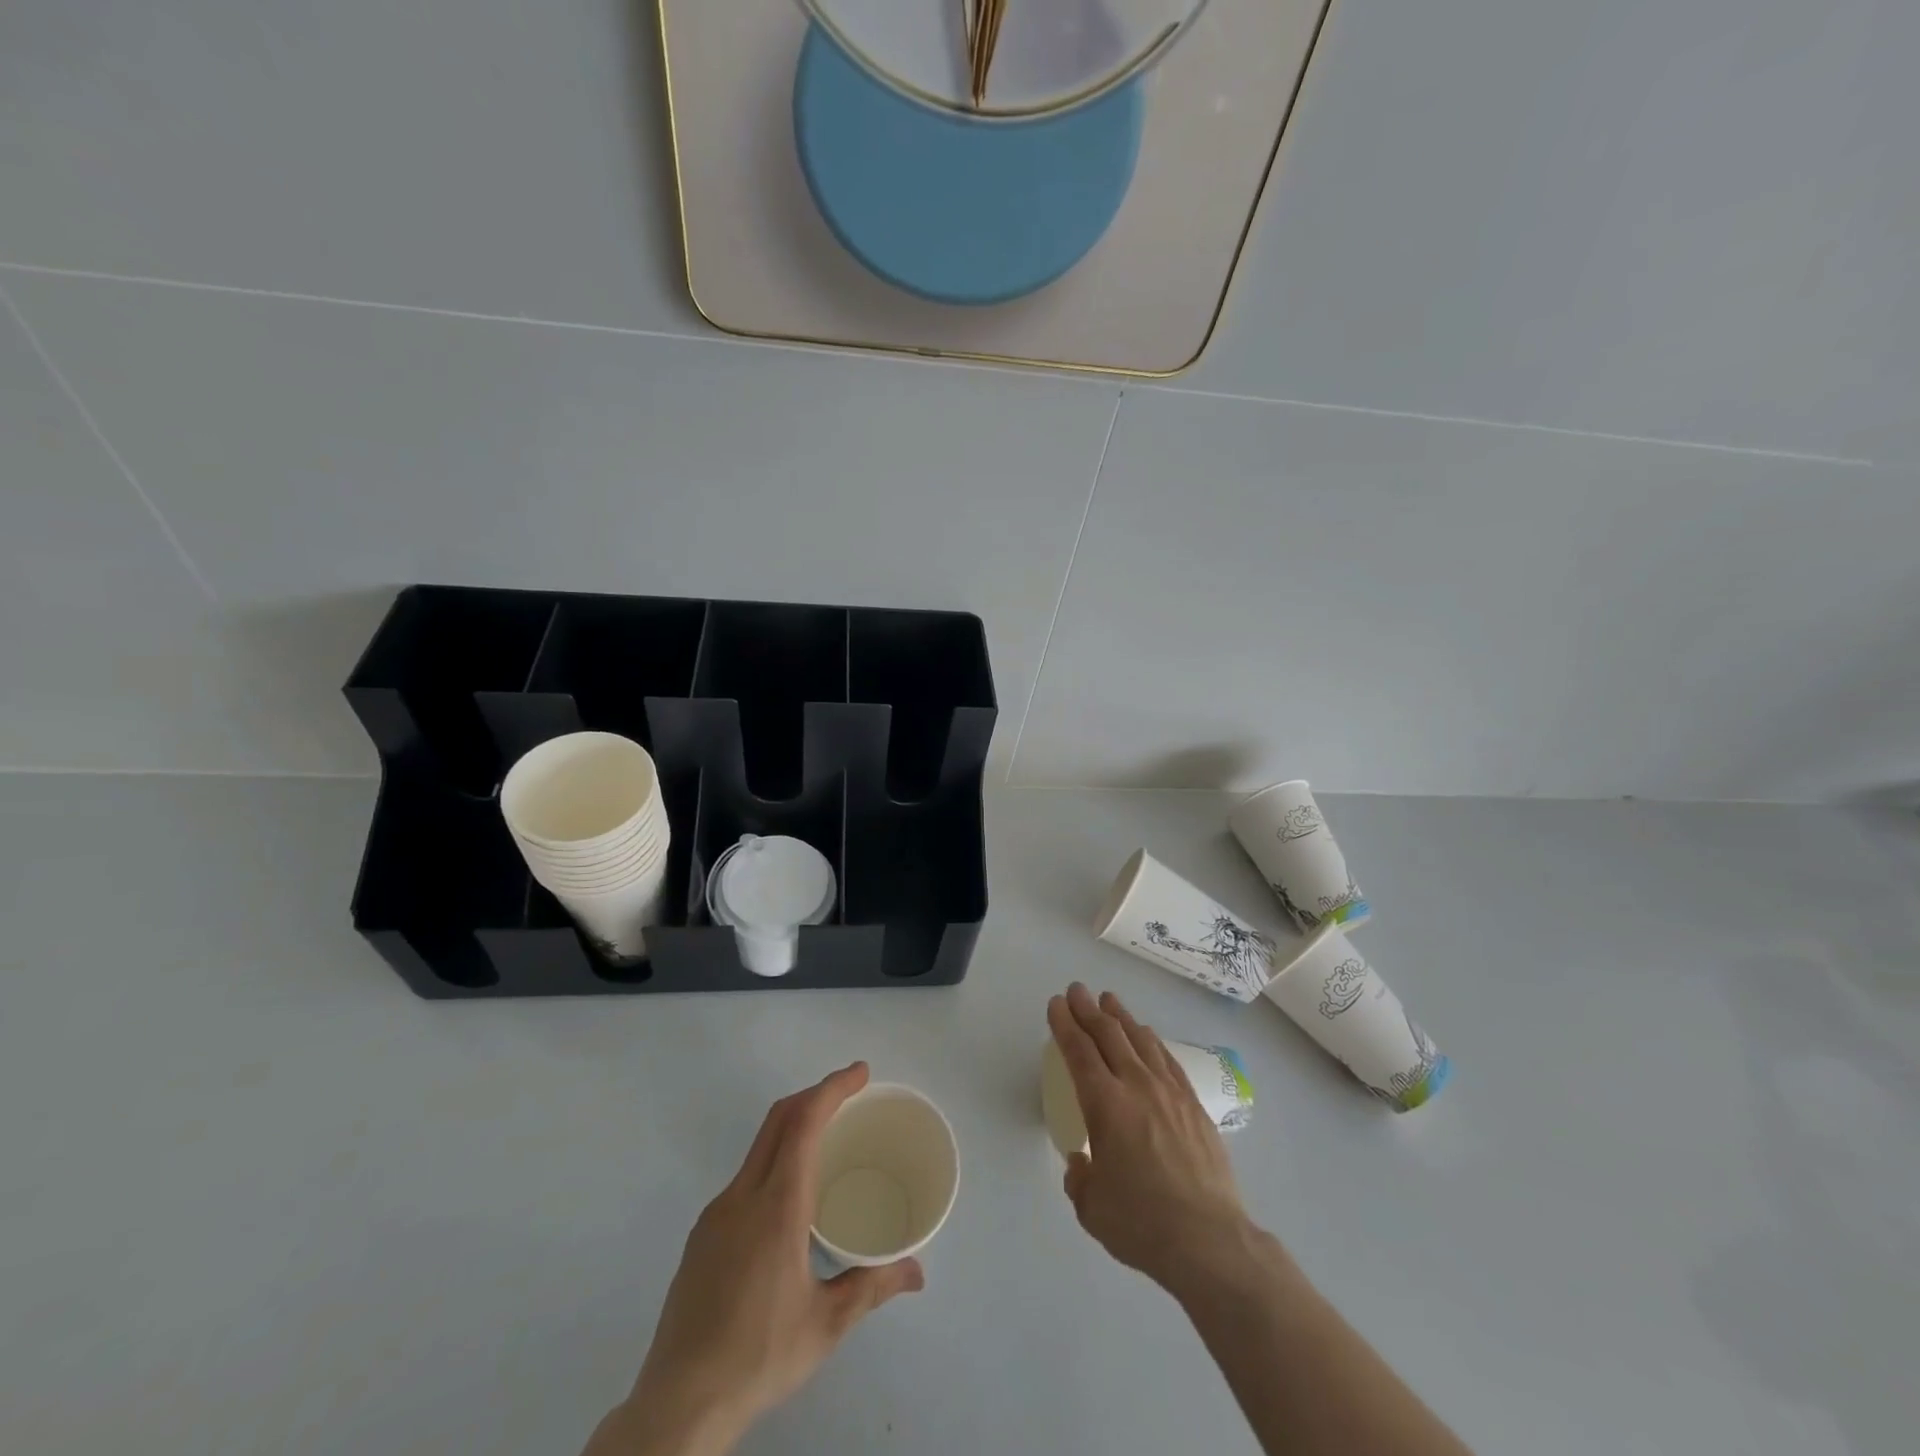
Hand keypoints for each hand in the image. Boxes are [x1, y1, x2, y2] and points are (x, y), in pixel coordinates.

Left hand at [590, 1063, 923, 1455]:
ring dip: (794, 1125)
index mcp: (777, 1207)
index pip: (804, 1124)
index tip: (860, 1073)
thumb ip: (872, 1285)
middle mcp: (742, 1197)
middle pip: (778, 1120)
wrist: (678, 1404)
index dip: (832, 1088)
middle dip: (816, 1094)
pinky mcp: (702, 1235)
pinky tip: (790, 1197)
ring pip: (759, 1146)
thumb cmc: (760, 1356)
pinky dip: (775, 1159)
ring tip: (827, 1140)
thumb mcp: (827, 1324)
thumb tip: (918, 1271)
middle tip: (852, 1092)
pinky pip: (745, 1177)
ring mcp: (716, 1214)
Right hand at [1047, 984, 1254, 1296]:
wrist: (1209, 1240)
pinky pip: (1167, 1059)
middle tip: (1077, 990)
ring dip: (1121, 1016)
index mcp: (1104, 1104)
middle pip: (1108, 1034)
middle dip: (1088, 1009)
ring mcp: (1169, 1092)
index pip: (1079, 1051)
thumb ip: (1080, 1178)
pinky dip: (1151, 1040)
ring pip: (1140, 1039)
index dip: (1065, 1024)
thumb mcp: (1091, 1208)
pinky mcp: (1194, 1104)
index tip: (1056, 1004)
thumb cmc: (1142, 1223)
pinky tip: (1147, 1035)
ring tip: (1109, 1000)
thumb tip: (1082, 1162)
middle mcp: (1136, 1086)